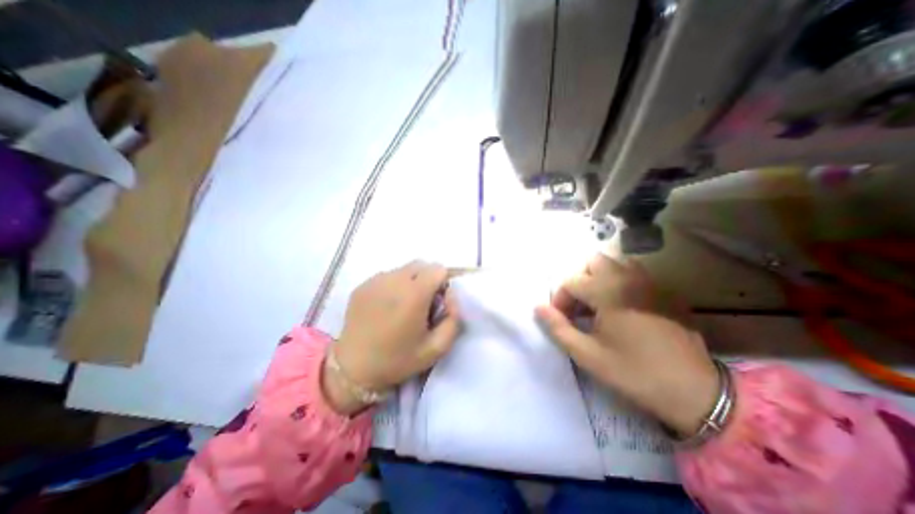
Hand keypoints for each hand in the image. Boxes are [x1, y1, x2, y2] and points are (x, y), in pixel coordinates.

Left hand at [325, 263, 461, 414]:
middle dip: (428, 279)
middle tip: (422, 303)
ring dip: (410, 281)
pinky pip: (387, 276)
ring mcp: (375, 281)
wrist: (354, 369)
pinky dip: (393, 285)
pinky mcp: (362, 285)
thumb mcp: (437, 348)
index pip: (438, 269)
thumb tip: (450, 295)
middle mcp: (394, 280)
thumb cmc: (398, 360)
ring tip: (402, 306)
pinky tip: (386, 308)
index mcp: (414, 294)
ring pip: (403, 269)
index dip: (443, 283)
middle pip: (421, 264)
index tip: (437, 301)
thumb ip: (454, 318)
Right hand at [538, 253, 722, 437]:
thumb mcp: (588, 355)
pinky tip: (621, 307)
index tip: (562, 320)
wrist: (696, 392)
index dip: (560, 300)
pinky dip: (619, 281)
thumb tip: (538, 307)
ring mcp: (650, 282)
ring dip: (599, 278)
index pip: (571, 282)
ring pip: (615, 263)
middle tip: (579, 307)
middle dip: (579, 281)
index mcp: (608, 292)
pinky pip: (634, 273)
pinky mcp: (663, 291)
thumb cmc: (635, 373)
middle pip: (593, 261)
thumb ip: (558, 328)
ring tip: (598, 305)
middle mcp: (629, 278)